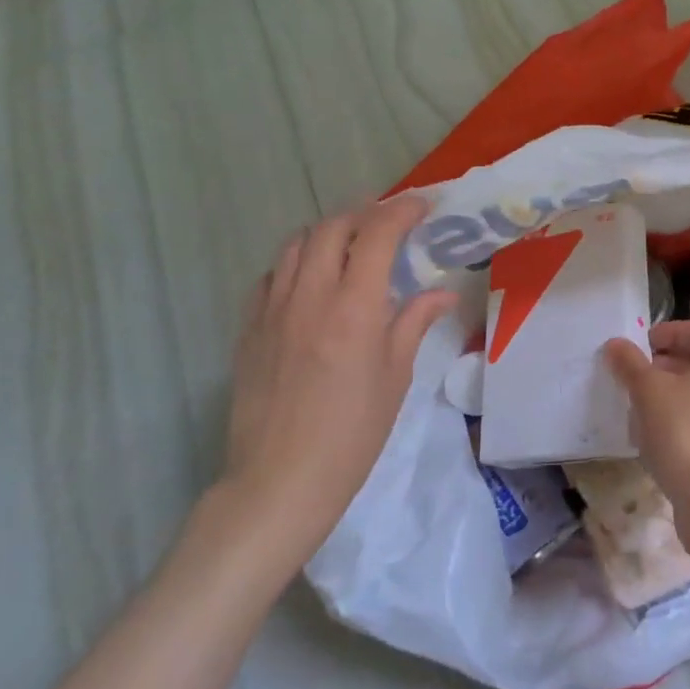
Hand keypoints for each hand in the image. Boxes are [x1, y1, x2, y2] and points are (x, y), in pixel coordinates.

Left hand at [215, 197, 456, 572]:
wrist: (279, 481)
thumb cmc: (352, 434)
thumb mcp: (395, 377)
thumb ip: (414, 323)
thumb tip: (441, 292)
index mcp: (354, 308)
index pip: (377, 234)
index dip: (402, 210)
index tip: (422, 207)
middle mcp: (309, 295)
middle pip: (332, 227)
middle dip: (364, 214)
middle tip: (387, 225)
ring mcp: (272, 309)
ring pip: (295, 244)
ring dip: (327, 233)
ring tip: (349, 246)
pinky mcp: (248, 328)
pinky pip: (270, 276)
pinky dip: (295, 263)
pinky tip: (309, 282)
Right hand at [605, 321, 689, 550]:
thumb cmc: (685, 433)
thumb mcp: (648, 392)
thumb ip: (631, 365)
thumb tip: (616, 344)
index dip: (673, 331)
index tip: (644, 344)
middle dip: (669, 364)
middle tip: (638, 375)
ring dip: (673, 395)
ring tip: (641, 408)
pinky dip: (683, 422)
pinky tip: (658, 441)